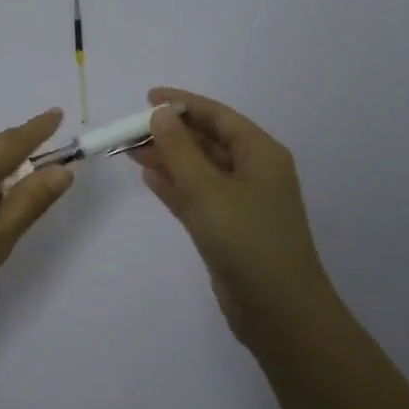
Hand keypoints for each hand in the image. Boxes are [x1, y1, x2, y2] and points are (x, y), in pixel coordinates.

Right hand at [130, 87, 334, 341]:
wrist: (278, 310)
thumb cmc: (247, 240)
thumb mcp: (208, 189)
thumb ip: (180, 150)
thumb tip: (160, 114)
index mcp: (260, 153)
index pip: (218, 116)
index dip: (183, 104)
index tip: (147, 98)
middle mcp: (253, 172)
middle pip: (207, 141)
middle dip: (170, 133)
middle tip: (130, 129)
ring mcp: (241, 201)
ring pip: (199, 169)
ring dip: (168, 158)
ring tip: (129, 150)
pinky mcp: (227, 228)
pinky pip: (197, 196)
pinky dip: (174, 186)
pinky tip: (148, 177)